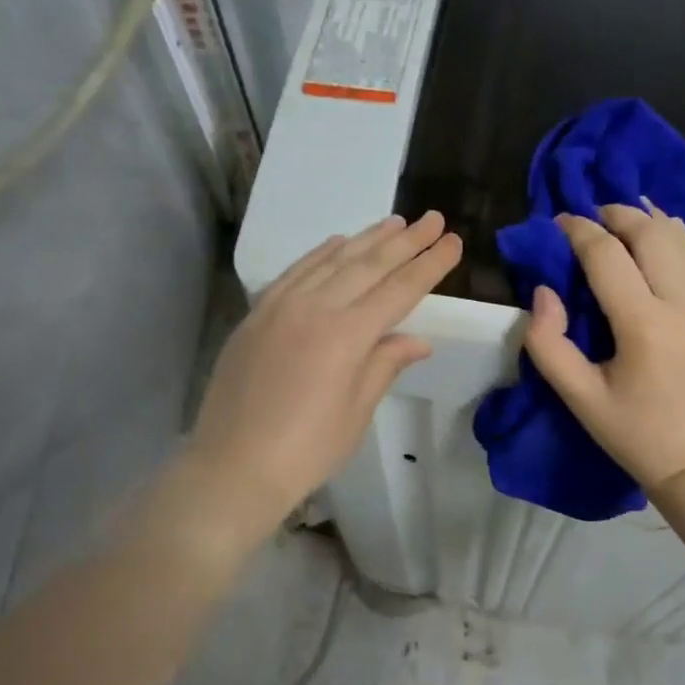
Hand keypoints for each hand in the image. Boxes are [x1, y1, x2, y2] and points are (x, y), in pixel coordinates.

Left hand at [184, 212, 461, 542]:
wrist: (233, 466)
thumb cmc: (306, 450)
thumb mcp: (356, 411)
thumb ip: (384, 365)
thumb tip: (418, 340)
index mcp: (347, 336)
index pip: (399, 290)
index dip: (429, 265)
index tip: (452, 241)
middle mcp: (315, 308)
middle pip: (369, 265)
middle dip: (406, 241)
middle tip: (432, 218)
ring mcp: (280, 306)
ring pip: (332, 260)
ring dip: (366, 238)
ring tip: (395, 222)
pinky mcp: (257, 314)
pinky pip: (295, 271)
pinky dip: (321, 253)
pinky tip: (338, 243)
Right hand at [524, 203, 684, 495]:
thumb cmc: (637, 435)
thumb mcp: (578, 398)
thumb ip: (547, 342)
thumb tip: (544, 291)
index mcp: (645, 327)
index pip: (607, 254)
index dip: (579, 230)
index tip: (561, 221)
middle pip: (652, 233)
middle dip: (619, 214)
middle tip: (596, 214)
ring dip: (653, 224)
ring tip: (629, 220)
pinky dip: (682, 250)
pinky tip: (666, 252)